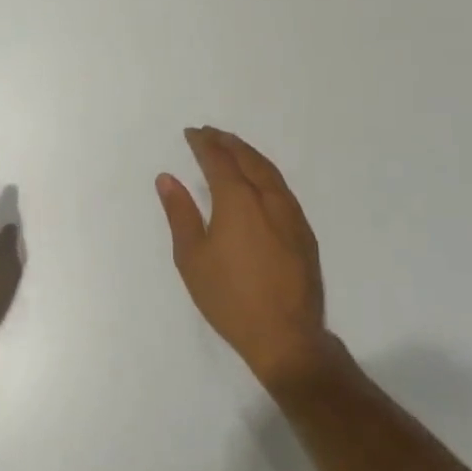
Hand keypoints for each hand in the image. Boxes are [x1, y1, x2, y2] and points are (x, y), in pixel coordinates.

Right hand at [157, 127, 332, 388]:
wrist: (286, 337)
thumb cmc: (230, 298)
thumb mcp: (192, 258)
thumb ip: (180, 213)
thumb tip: (167, 178)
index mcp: (237, 199)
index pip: (218, 159)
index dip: (203, 143)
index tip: (192, 133)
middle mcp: (267, 197)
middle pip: (246, 157)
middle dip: (227, 142)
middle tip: (210, 133)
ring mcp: (291, 213)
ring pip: (268, 170)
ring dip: (248, 154)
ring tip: (232, 148)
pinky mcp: (304, 231)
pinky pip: (281, 187)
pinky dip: (265, 172)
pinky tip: (258, 180)